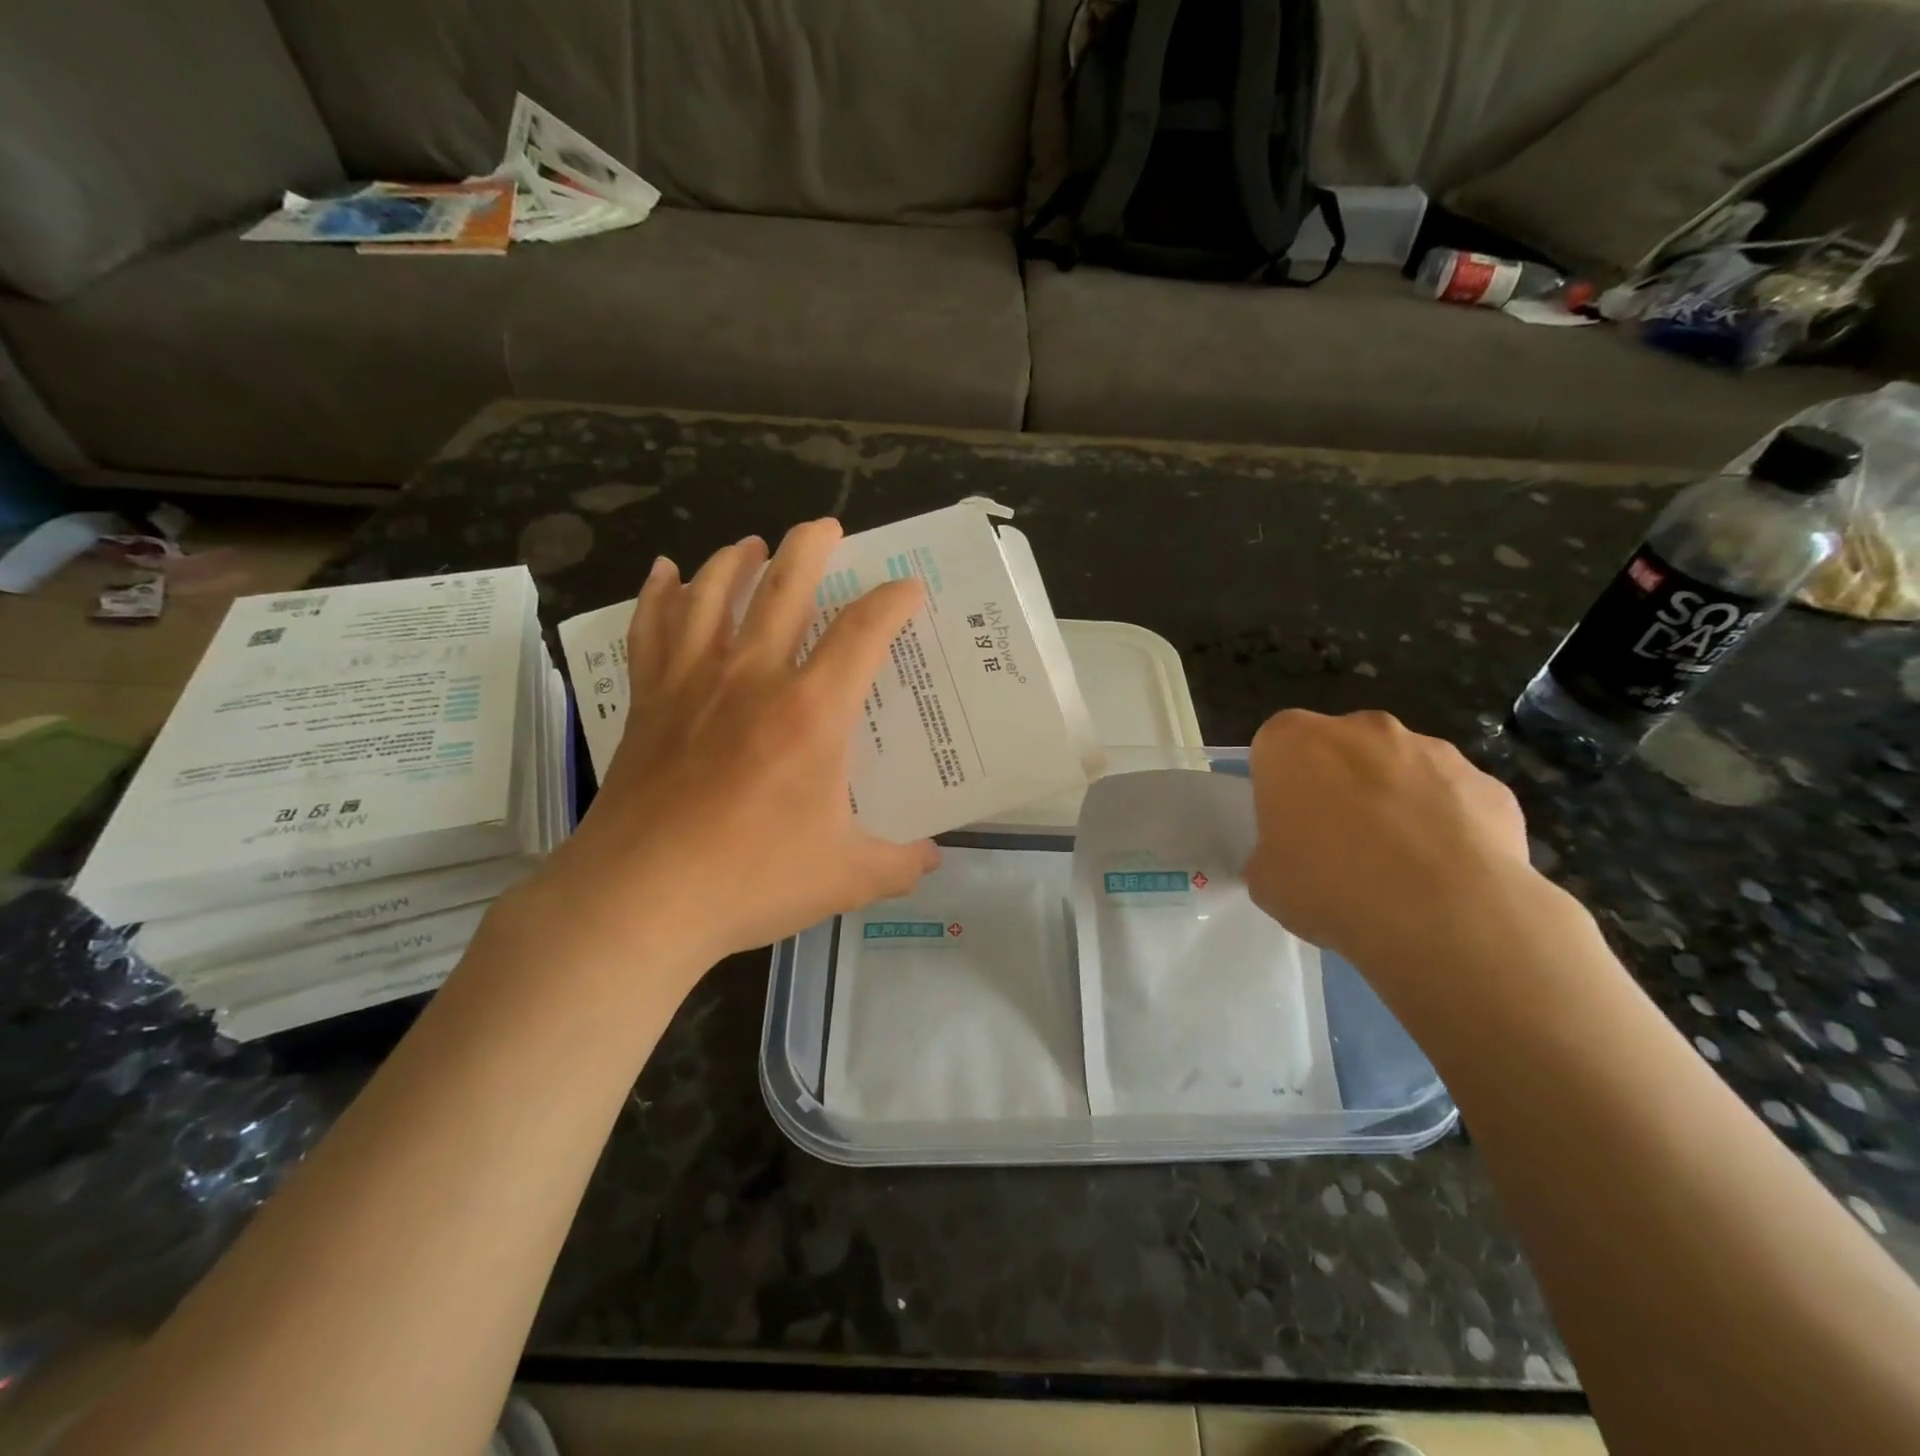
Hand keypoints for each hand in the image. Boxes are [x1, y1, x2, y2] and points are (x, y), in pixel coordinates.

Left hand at [519, 519, 939, 980]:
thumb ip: (900, 864)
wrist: (639, 898)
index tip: (909, 589)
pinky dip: (659, 596)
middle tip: (825, 526)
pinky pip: (651, 630)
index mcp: (812, 712)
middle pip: (784, 589)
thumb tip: (934, 858)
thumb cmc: (750, 879)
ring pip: (713, 595)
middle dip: (810, 548)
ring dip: (737, 560)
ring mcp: (693, 683)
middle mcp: (753, 678)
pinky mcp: (649, 702)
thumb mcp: (846, 877)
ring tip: (751, 543)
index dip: (892, 602)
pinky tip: (664, 573)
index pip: (862, 632)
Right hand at [1244, 710, 1544, 988]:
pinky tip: (1446, 875)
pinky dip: (1447, 826)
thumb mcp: (1265, 879)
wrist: (1444, 915)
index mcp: (1293, 742)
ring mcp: (1431, 749)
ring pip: (1400, 769)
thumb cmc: (1329, 886)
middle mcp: (1360, 729)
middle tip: (1338, 845)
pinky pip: (1453, 800)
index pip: (1275, 747)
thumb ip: (1272, 850)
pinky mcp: (1486, 783)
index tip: (1287, 826)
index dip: (1280, 787)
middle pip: (1340, 749)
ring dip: (1394, 801)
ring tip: (1399, 867)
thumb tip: (1294, 854)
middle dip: (1338, 785)